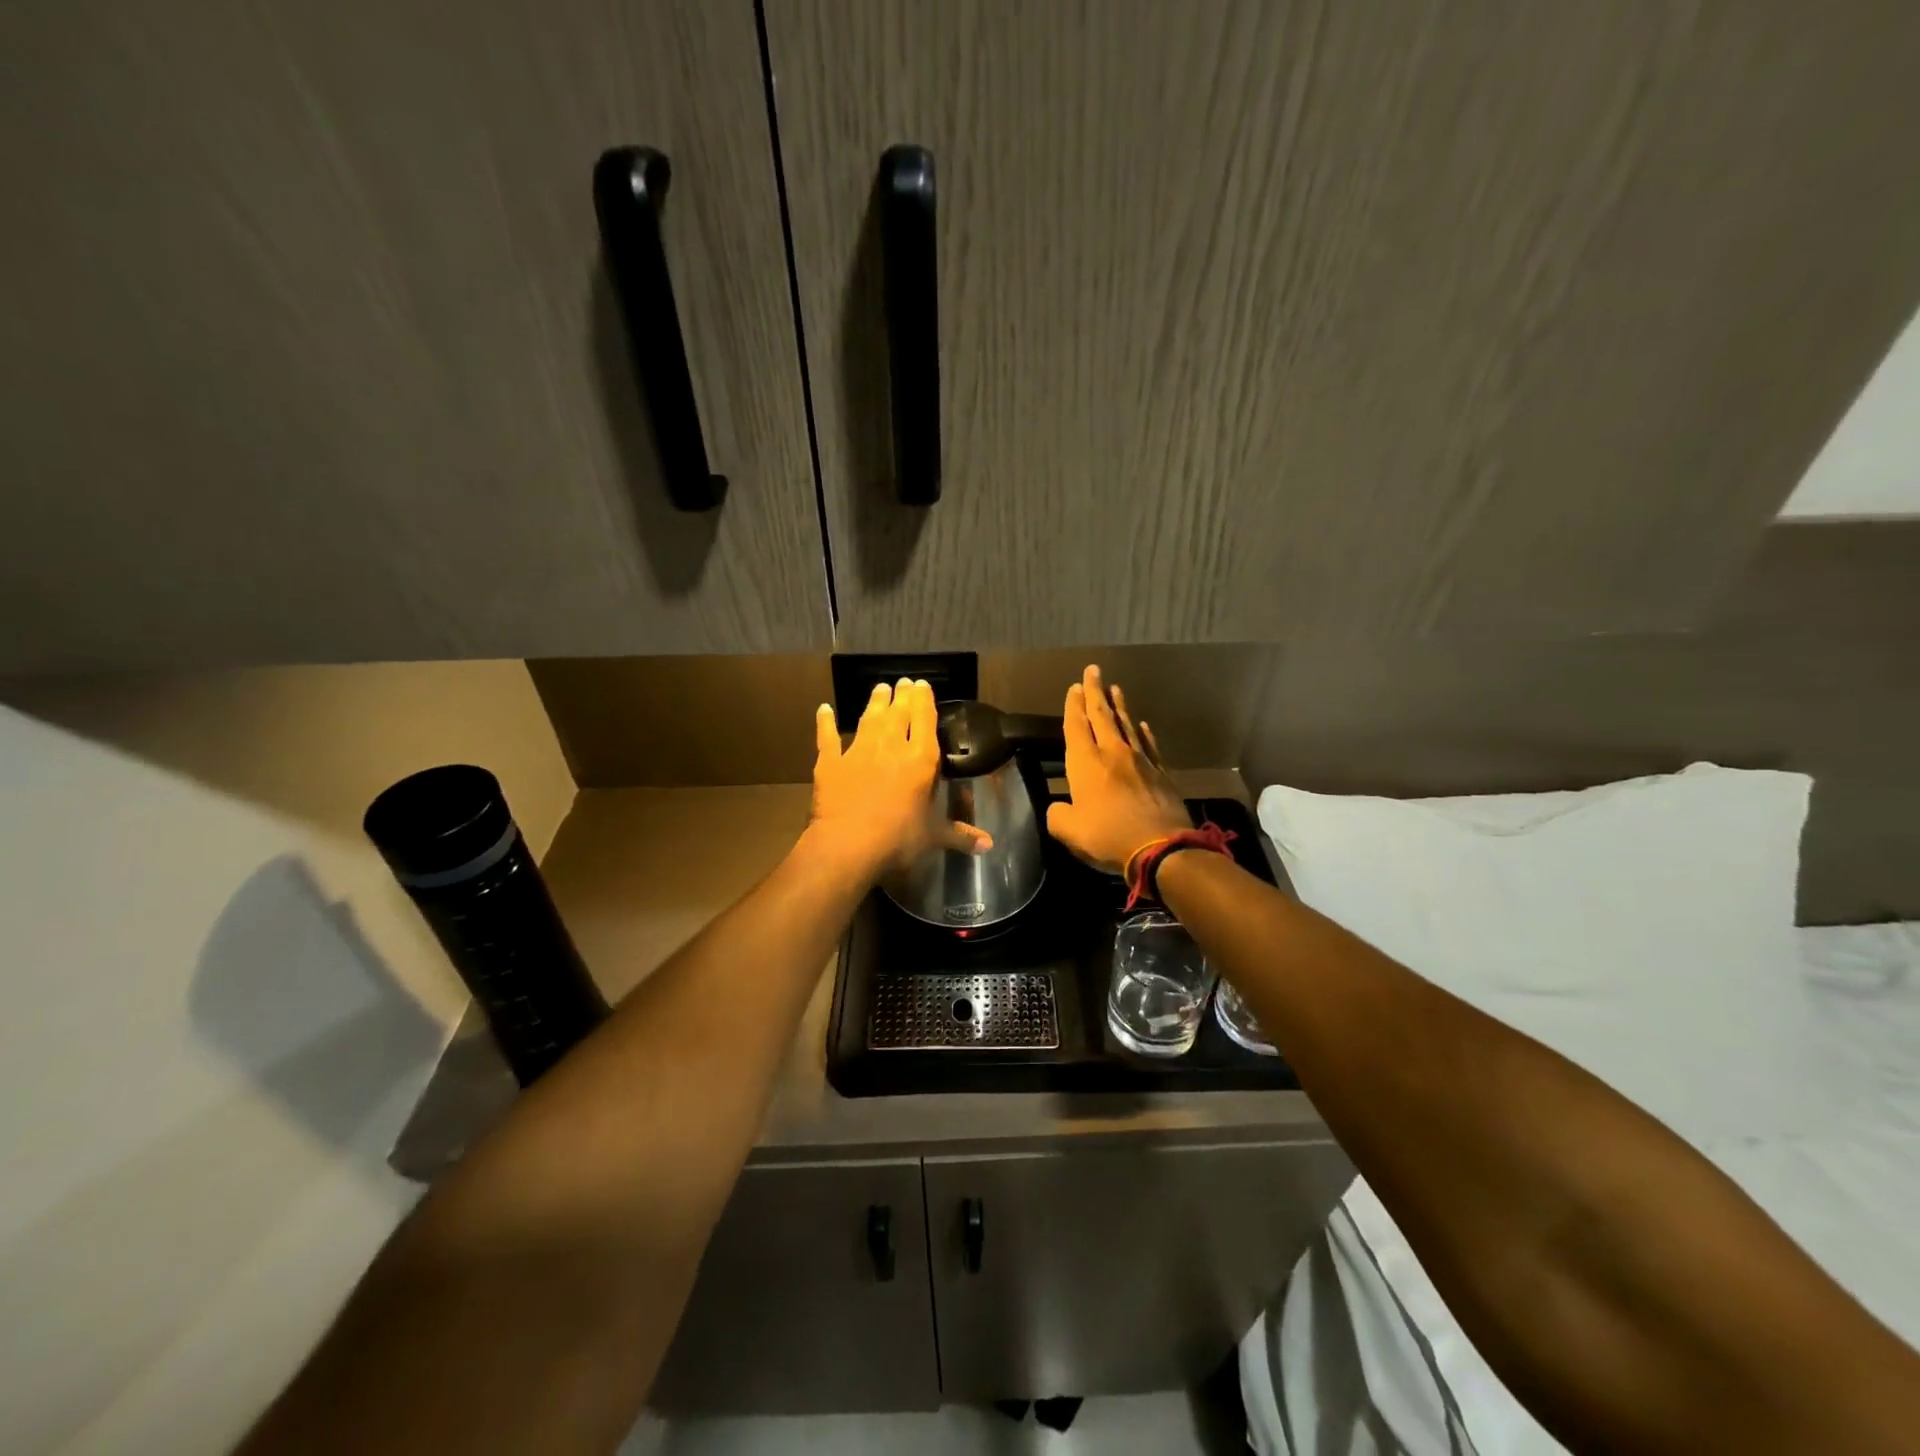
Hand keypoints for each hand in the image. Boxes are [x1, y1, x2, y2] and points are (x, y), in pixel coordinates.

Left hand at [804, 678, 991, 878]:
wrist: (848, 844)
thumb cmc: (898, 839)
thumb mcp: (933, 837)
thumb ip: (960, 835)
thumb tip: (989, 845)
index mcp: (920, 759)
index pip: (925, 719)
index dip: (924, 699)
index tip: (922, 685)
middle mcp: (891, 746)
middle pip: (898, 712)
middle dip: (902, 695)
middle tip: (903, 682)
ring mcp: (859, 750)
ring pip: (869, 718)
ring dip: (875, 702)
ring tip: (880, 688)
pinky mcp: (831, 762)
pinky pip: (828, 737)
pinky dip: (825, 722)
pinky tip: (824, 709)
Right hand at [1046, 665, 1191, 873]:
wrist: (1162, 848)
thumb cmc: (1109, 837)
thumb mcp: (1069, 831)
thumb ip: (1057, 816)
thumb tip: (1058, 808)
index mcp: (1086, 764)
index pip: (1076, 726)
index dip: (1073, 706)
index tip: (1074, 687)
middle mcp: (1112, 754)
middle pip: (1102, 716)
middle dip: (1095, 692)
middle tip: (1093, 671)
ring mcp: (1140, 762)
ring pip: (1127, 725)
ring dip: (1119, 706)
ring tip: (1116, 689)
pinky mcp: (1161, 774)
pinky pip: (1149, 745)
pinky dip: (1144, 733)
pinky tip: (1143, 725)